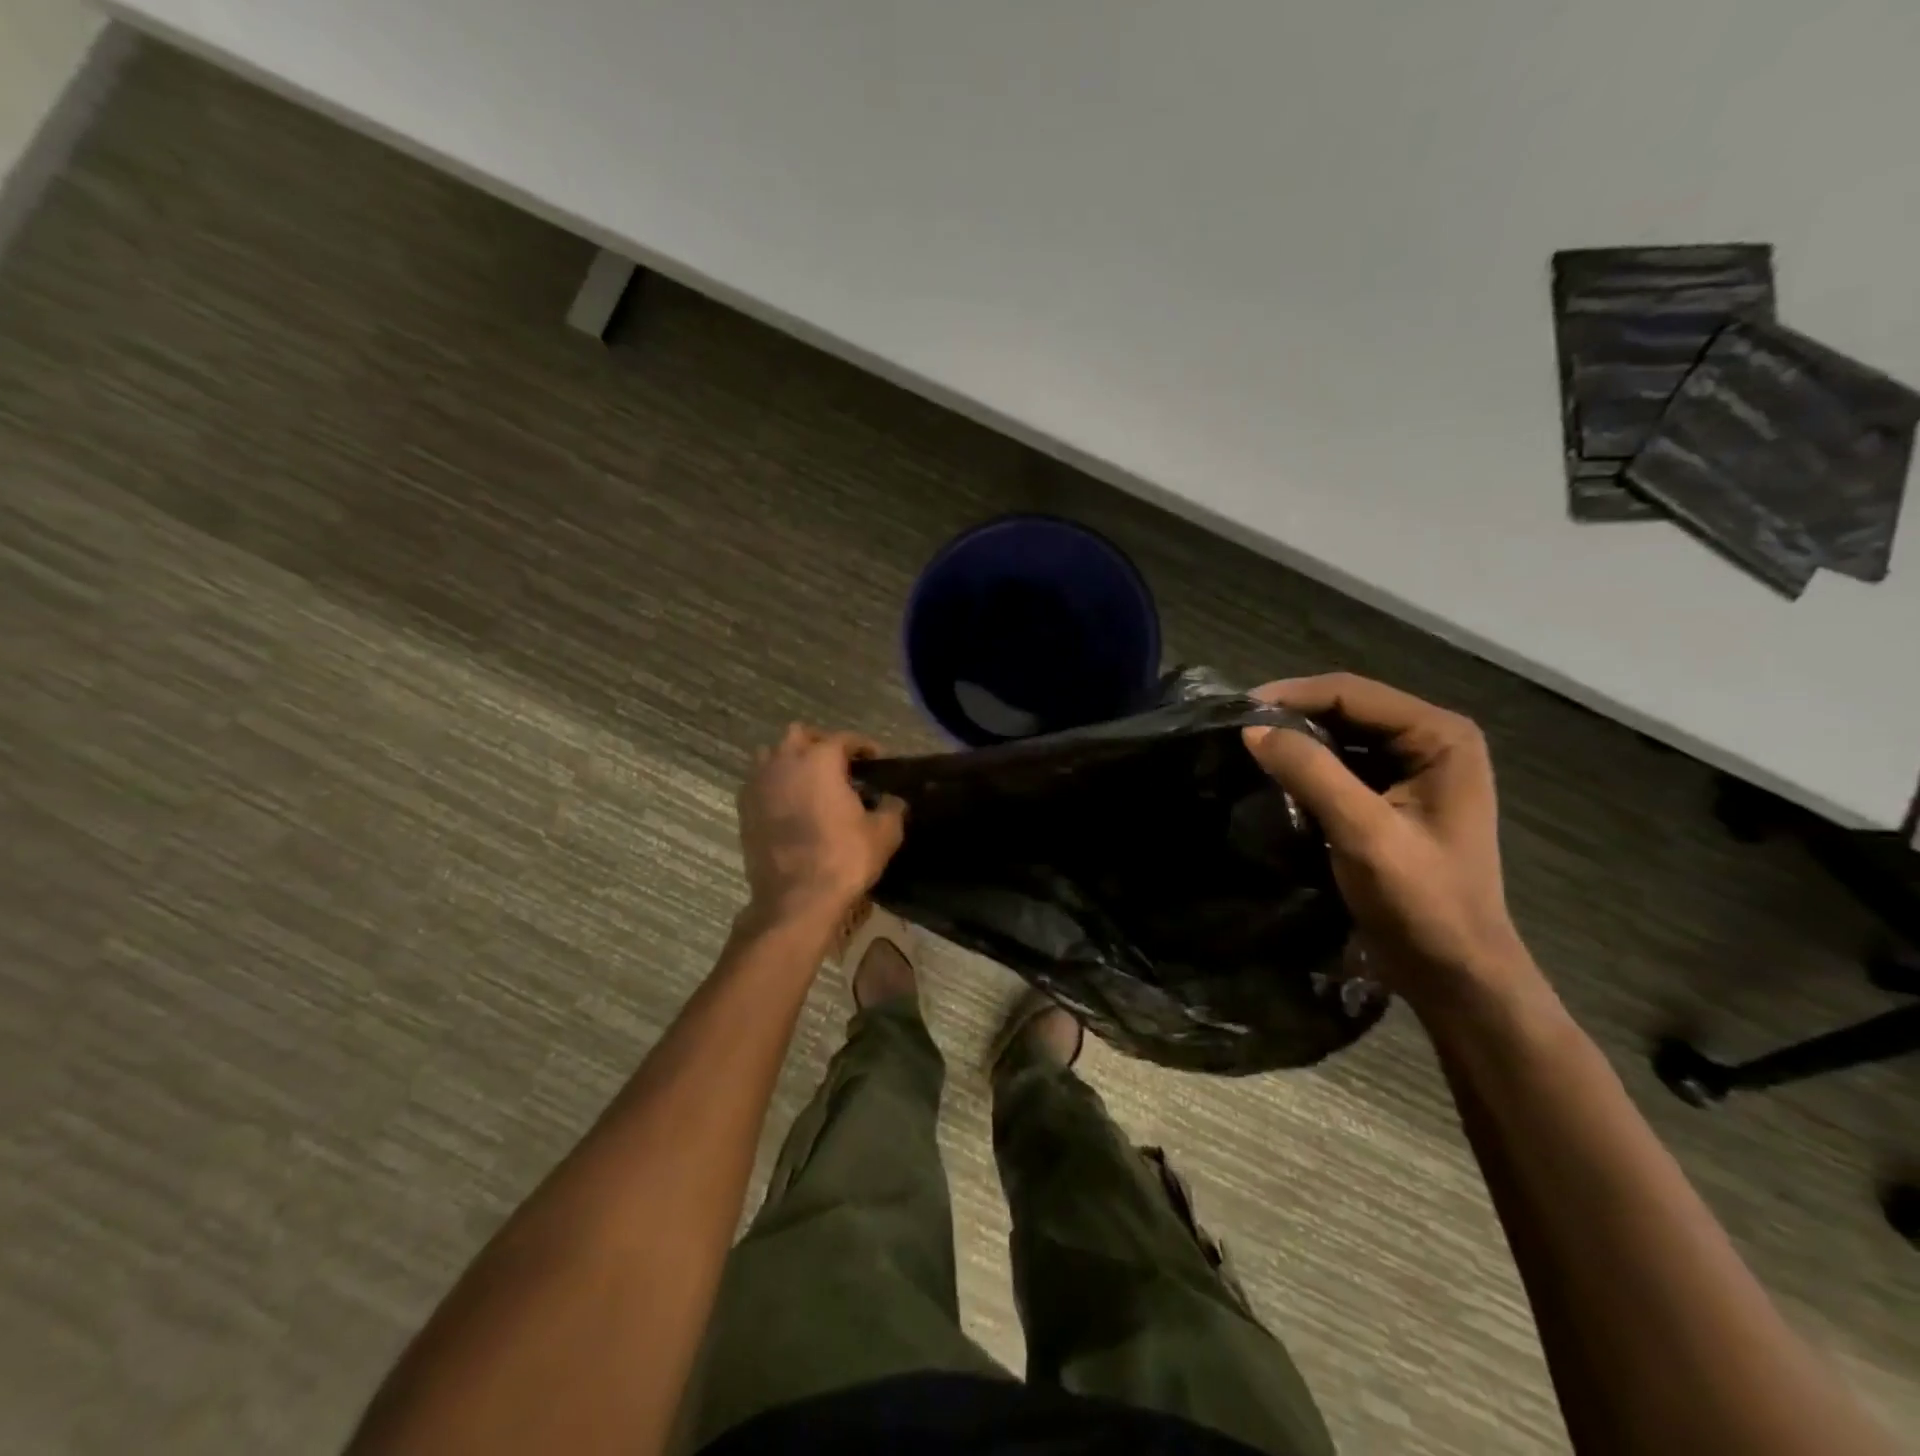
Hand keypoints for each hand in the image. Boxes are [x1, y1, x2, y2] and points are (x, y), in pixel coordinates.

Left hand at [736, 725, 906, 924]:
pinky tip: (790, 805)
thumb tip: (893, 801)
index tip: (876, 760)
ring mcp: (759, 783)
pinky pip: (759, 782)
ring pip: (772, 755)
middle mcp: (785, 761)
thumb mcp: (883, 834)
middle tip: (838, 764)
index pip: (844, 738)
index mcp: (820, 759)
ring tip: (809, 781)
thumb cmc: (843, 858)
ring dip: (790, 760)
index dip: (863, 746)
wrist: (796, 899)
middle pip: (799, 735)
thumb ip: (892, 809)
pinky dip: (774, 785)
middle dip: (820, 743)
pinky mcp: (744, 808)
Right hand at [1242, 674, 1540, 1014]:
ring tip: (1247, 747)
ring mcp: (1415, 768)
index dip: (1292, 695)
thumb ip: (1311, 773)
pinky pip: (1344, 763)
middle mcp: (1433, 740)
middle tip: (1236, 728)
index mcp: (1441, 737)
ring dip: (1297, 738)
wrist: (1454, 972)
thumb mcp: (1363, 832)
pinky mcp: (1396, 796)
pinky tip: (1275, 774)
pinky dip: (1308, 764)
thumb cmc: (1421, 902)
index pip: (1353, 693)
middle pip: (1348, 708)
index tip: (1237, 712)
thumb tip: (1251, 730)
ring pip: (1343, 735)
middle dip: (1292, 714)